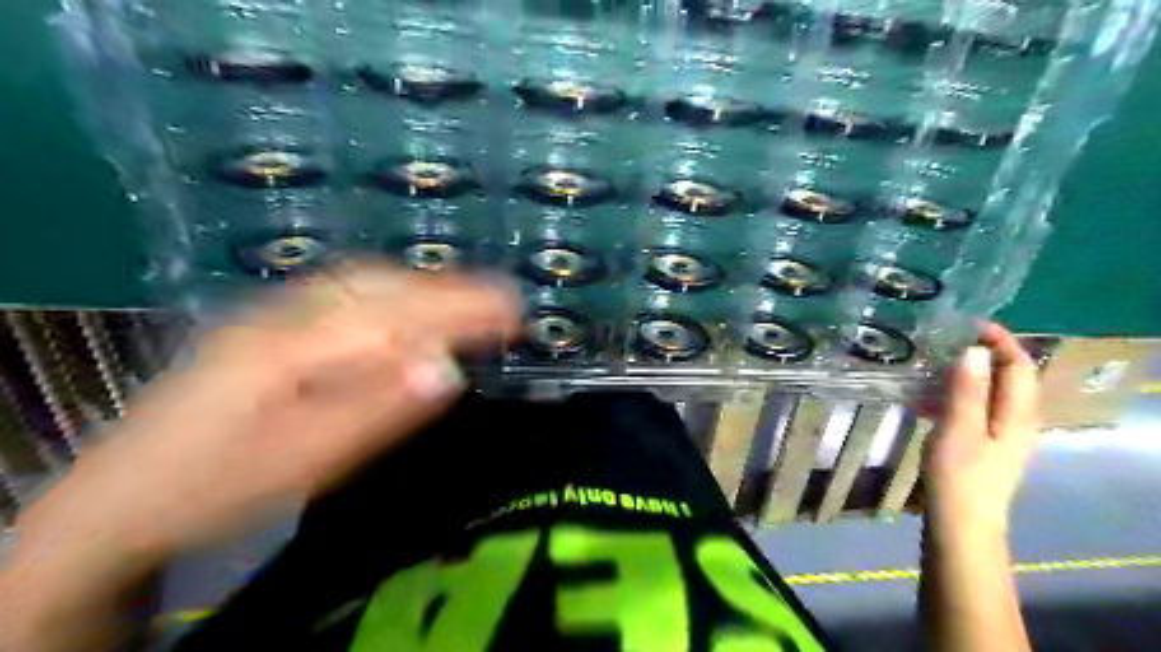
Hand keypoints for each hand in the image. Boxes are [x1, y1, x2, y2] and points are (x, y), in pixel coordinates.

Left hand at [13, 262, 518, 562]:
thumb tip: (448, 372)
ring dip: (424, 285)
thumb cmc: (219, 488)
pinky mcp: (270, 322)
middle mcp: (283, 313)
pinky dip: (393, 290)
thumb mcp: (304, 463)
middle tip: (507, 303)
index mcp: (290, 346)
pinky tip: (410, 303)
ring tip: (472, 300)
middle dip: (451, 288)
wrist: (122, 496)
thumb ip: (377, 412)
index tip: (516, 310)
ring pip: (363, 282)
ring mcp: (272, 312)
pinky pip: (344, 291)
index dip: (461, 308)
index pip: (397, 316)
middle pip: (381, 285)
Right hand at [927, 320, 1043, 535]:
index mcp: (1017, 414)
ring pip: (991, 394)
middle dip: (985, 354)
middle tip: (948, 340)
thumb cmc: (959, 475)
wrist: (960, 523)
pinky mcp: (983, 447)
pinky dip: (956, 395)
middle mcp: (1016, 421)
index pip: (1020, 366)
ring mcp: (1001, 436)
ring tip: (933, 365)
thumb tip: (974, 350)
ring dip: (967, 375)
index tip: (970, 324)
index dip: (1001, 341)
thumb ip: (967, 390)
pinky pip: (975, 409)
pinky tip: (928, 400)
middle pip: (1010, 378)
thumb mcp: (958, 428)